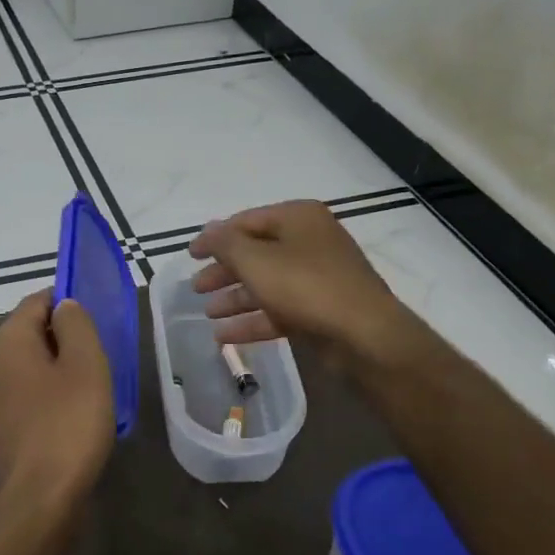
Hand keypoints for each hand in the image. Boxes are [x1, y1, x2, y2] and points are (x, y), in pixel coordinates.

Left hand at [0, 289, 115, 508]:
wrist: (37, 501)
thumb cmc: (68, 425)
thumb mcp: (86, 365)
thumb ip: (76, 325)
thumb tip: (64, 306)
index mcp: (7, 343)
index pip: (35, 302)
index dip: (65, 303)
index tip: (94, 321)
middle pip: (27, 337)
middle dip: (60, 340)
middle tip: (96, 359)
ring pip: (24, 373)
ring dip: (51, 374)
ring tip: (85, 392)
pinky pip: (21, 405)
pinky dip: (42, 403)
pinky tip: (65, 423)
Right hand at [188, 200, 435, 378]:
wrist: (364, 335)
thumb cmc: (305, 286)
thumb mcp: (255, 260)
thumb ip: (225, 243)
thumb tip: (207, 230)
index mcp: (298, 218)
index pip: (246, 221)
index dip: (215, 237)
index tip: (189, 255)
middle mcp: (310, 242)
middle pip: (256, 253)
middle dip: (223, 271)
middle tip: (196, 287)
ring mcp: (318, 277)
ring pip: (267, 283)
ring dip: (235, 298)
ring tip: (207, 313)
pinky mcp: (321, 309)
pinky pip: (279, 310)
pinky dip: (252, 320)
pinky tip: (224, 336)